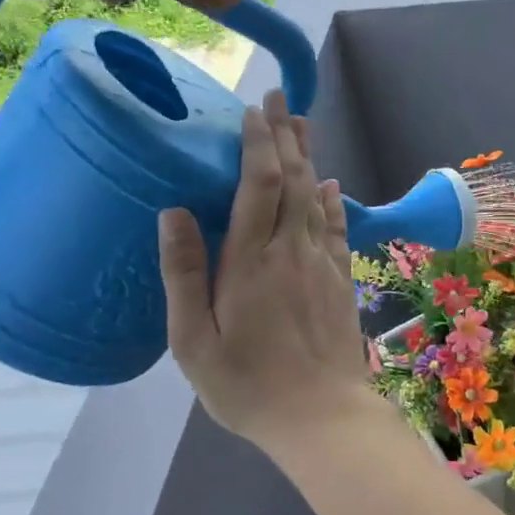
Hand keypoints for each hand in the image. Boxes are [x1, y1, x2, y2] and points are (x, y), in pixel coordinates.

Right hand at [158, 89, 376, 453]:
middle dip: (285, 135)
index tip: (253, 112)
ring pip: (317, 196)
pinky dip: (334, 201)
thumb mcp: (193, 342)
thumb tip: (174, 212)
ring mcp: (322, 264)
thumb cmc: (247, 386)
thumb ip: (184, 274)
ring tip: (302, 123)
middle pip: (293, 179)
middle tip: (279, 97)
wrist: (322, 418)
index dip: (258, 143)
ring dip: (309, 157)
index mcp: (251, 262)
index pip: (259, 184)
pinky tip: (332, 185)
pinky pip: (337, 229)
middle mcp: (291, 251)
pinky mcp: (341, 282)